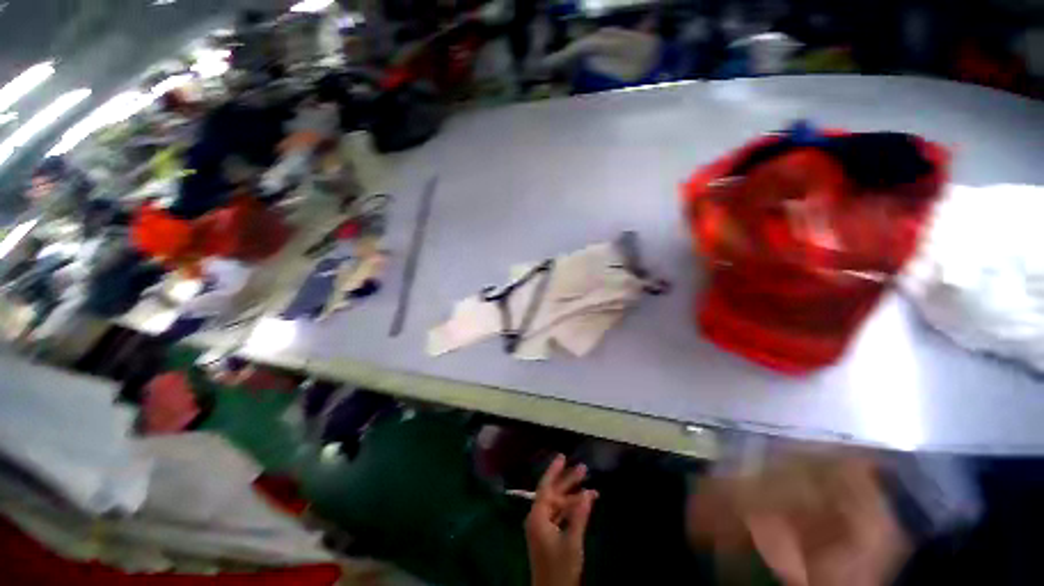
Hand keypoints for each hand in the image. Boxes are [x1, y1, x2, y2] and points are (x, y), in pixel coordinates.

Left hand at [525, 455, 597, 585]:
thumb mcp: (572, 541)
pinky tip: (584, 505)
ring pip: (558, 504)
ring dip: (573, 497)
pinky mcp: (548, 536)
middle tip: (584, 469)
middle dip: (568, 482)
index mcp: (538, 517)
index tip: (563, 457)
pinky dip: (571, 509)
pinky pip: (560, 515)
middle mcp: (538, 518)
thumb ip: (579, 516)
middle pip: (553, 494)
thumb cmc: (560, 568)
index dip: (554, 471)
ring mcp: (543, 528)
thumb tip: (588, 494)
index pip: (546, 487)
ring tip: (591, 489)